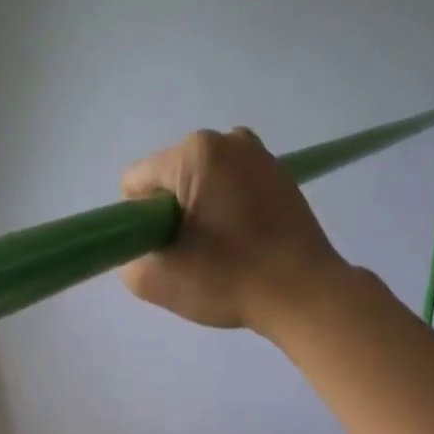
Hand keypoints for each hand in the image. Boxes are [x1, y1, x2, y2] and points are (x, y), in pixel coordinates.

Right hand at [118, 127, 349, 334]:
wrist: (304, 294)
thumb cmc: (228, 281)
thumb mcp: (155, 281)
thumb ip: (128, 258)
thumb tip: (143, 248)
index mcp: (194, 153)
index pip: (136, 184)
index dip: (139, 223)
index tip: (164, 252)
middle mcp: (228, 140)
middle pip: (170, 181)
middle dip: (172, 216)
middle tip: (193, 257)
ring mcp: (260, 155)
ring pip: (202, 186)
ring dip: (200, 215)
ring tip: (221, 253)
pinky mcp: (282, 177)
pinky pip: (233, 190)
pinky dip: (229, 213)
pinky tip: (244, 245)